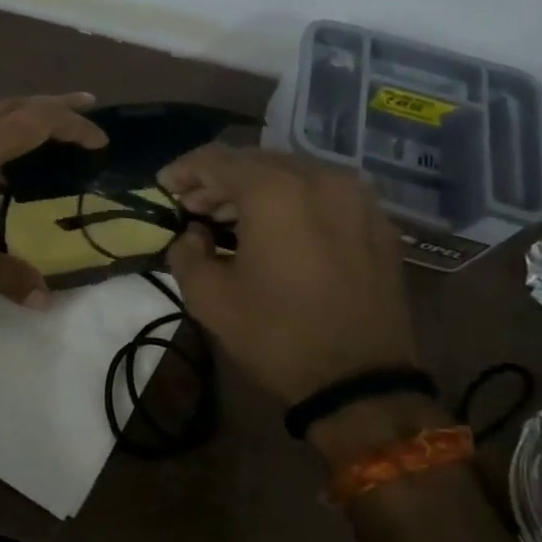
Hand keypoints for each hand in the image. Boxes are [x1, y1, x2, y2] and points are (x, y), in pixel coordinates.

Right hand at [158, 146, 418, 403]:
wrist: (361, 382)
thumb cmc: (277, 335)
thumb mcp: (209, 299)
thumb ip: (186, 253)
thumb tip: (193, 235)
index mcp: (274, 190)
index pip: (216, 160)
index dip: (184, 170)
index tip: (163, 187)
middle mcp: (319, 177)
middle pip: (256, 161)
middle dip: (219, 180)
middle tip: (193, 206)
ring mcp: (356, 196)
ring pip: (293, 173)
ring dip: (256, 189)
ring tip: (230, 218)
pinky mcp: (377, 220)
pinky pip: (324, 194)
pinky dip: (294, 201)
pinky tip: (278, 229)